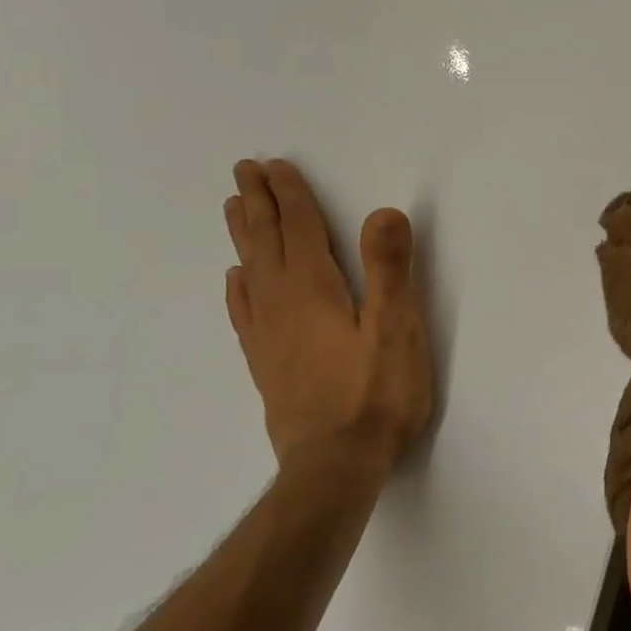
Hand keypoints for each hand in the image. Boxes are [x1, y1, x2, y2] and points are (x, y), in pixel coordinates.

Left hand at [224, 159, 432, 492]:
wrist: (335, 465)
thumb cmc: (376, 395)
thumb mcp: (396, 329)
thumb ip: (389, 269)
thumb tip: (382, 212)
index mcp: (314, 290)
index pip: (299, 229)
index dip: (290, 195)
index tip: (275, 165)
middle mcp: (282, 305)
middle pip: (266, 243)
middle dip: (258, 204)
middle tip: (244, 171)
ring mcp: (268, 336)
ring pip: (250, 271)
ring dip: (244, 236)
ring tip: (234, 209)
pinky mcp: (266, 364)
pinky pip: (244, 312)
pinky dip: (238, 288)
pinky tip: (235, 281)